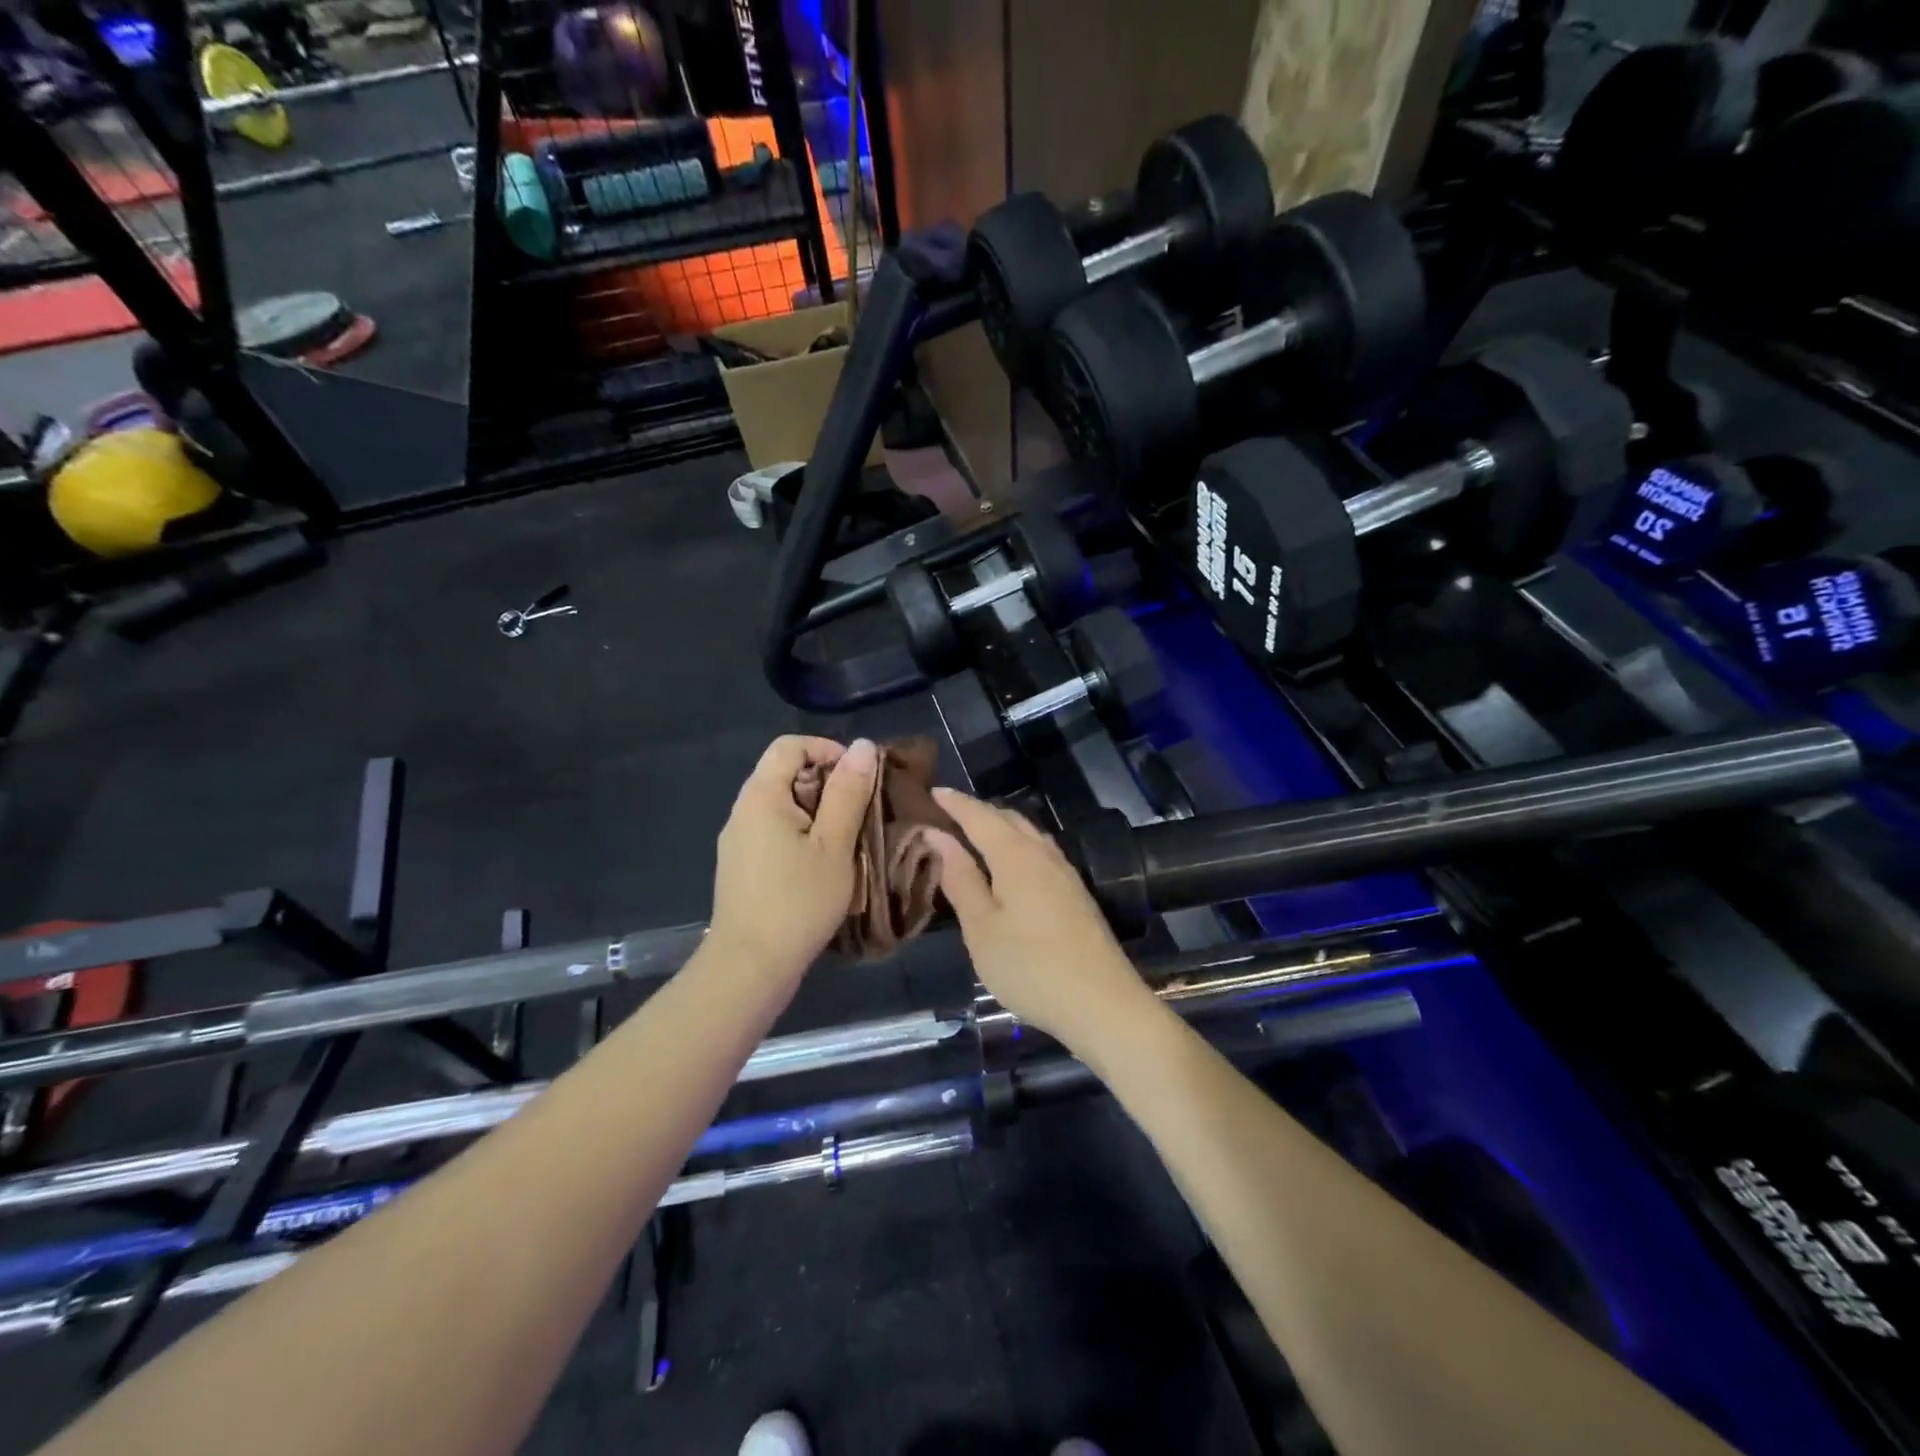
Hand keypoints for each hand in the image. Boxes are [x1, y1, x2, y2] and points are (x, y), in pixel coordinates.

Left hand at [710, 735, 878, 980]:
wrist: (750, 967)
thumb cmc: (798, 902)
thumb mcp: (834, 844)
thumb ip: (848, 792)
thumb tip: (861, 746)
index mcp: (761, 796)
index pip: (789, 745)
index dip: (827, 750)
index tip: (859, 777)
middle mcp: (743, 811)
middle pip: (784, 773)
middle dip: (827, 783)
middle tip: (860, 811)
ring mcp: (738, 841)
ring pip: (782, 805)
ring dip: (818, 811)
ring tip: (848, 838)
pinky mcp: (741, 866)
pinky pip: (774, 831)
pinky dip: (802, 833)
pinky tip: (822, 864)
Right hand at [925, 787, 1156, 1052]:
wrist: (1102, 1003)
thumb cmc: (1030, 967)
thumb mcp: (982, 928)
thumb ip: (960, 878)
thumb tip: (938, 835)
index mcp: (1016, 856)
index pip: (980, 816)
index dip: (955, 803)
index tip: (931, 791)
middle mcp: (1043, 853)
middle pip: (1007, 818)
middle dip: (977, 811)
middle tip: (947, 814)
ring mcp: (1064, 872)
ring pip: (1027, 833)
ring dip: (999, 826)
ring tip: (973, 835)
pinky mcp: (1075, 892)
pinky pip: (1039, 850)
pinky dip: (1016, 844)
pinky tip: (1008, 865)